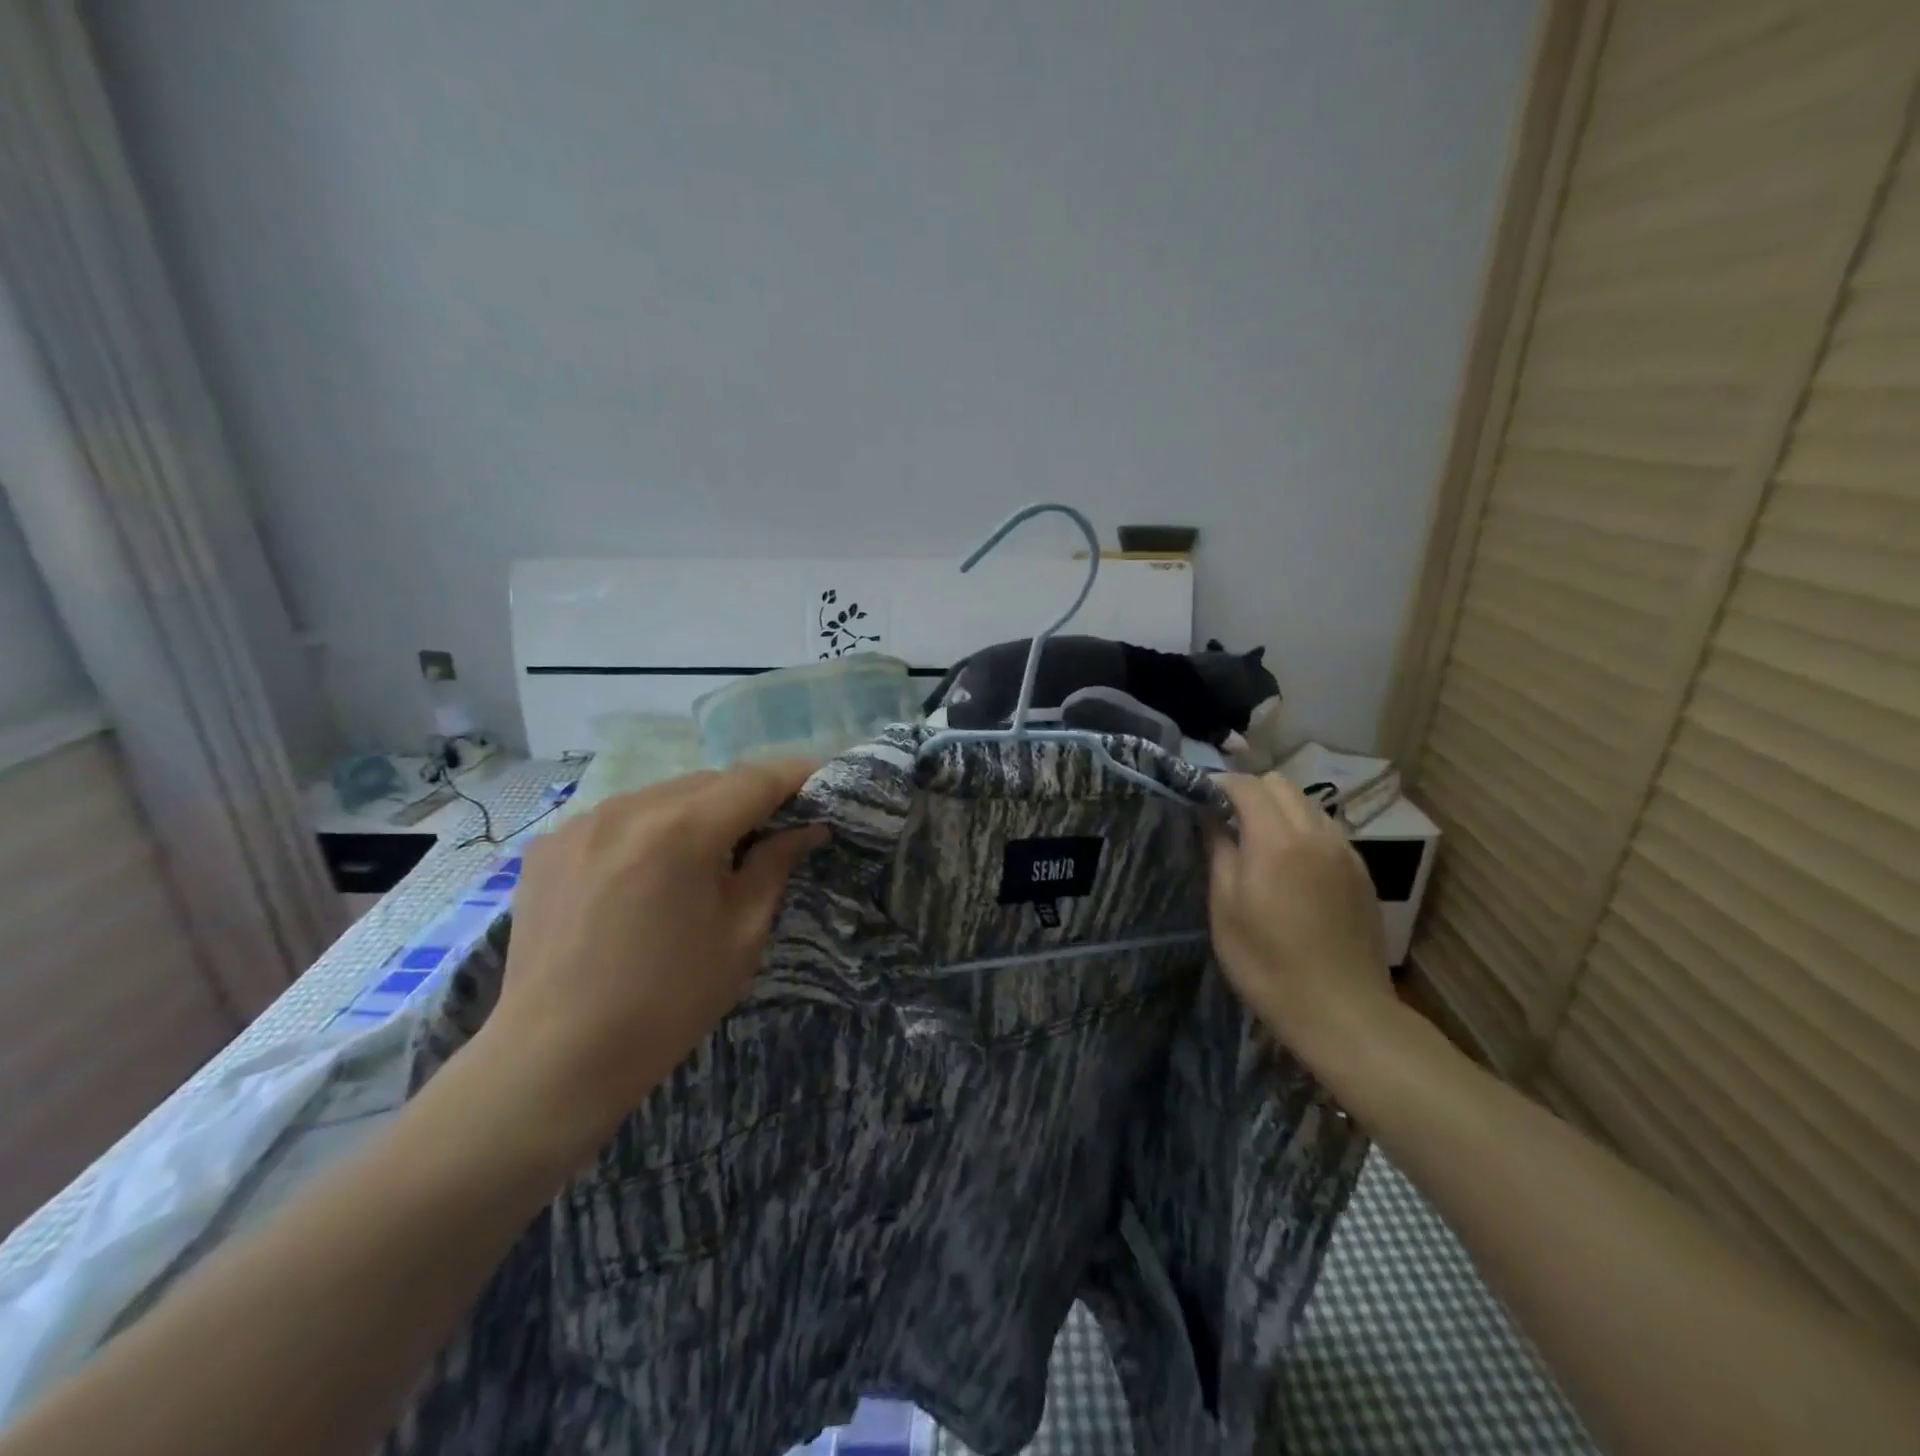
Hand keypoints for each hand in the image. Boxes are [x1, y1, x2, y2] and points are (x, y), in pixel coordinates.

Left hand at [467, 761, 826, 1166]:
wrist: (555, 1060)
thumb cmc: (667, 1003)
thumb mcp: (741, 934)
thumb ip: (775, 865)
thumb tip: (808, 828)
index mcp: (682, 831)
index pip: (755, 779)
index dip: (795, 775)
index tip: (823, 780)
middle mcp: (628, 808)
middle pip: (709, 781)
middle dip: (748, 797)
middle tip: (775, 827)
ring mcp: (581, 823)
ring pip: (663, 795)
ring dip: (698, 812)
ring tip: (710, 854)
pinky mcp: (549, 845)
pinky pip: (619, 818)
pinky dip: (650, 830)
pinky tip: (649, 871)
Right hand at [1208, 772, 1394, 1060]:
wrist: (1342, 1012)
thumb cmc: (1267, 963)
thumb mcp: (1225, 908)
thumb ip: (1218, 852)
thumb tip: (1209, 816)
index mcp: (1276, 840)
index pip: (1246, 785)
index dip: (1218, 784)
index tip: (1198, 799)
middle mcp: (1315, 833)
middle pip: (1279, 785)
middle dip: (1249, 792)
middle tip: (1225, 821)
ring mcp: (1345, 852)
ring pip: (1306, 805)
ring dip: (1277, 810)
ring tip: (1258, 844)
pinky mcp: (1361, 873)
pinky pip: (1326, 831)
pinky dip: (1302, 831)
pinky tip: (1291, 868)